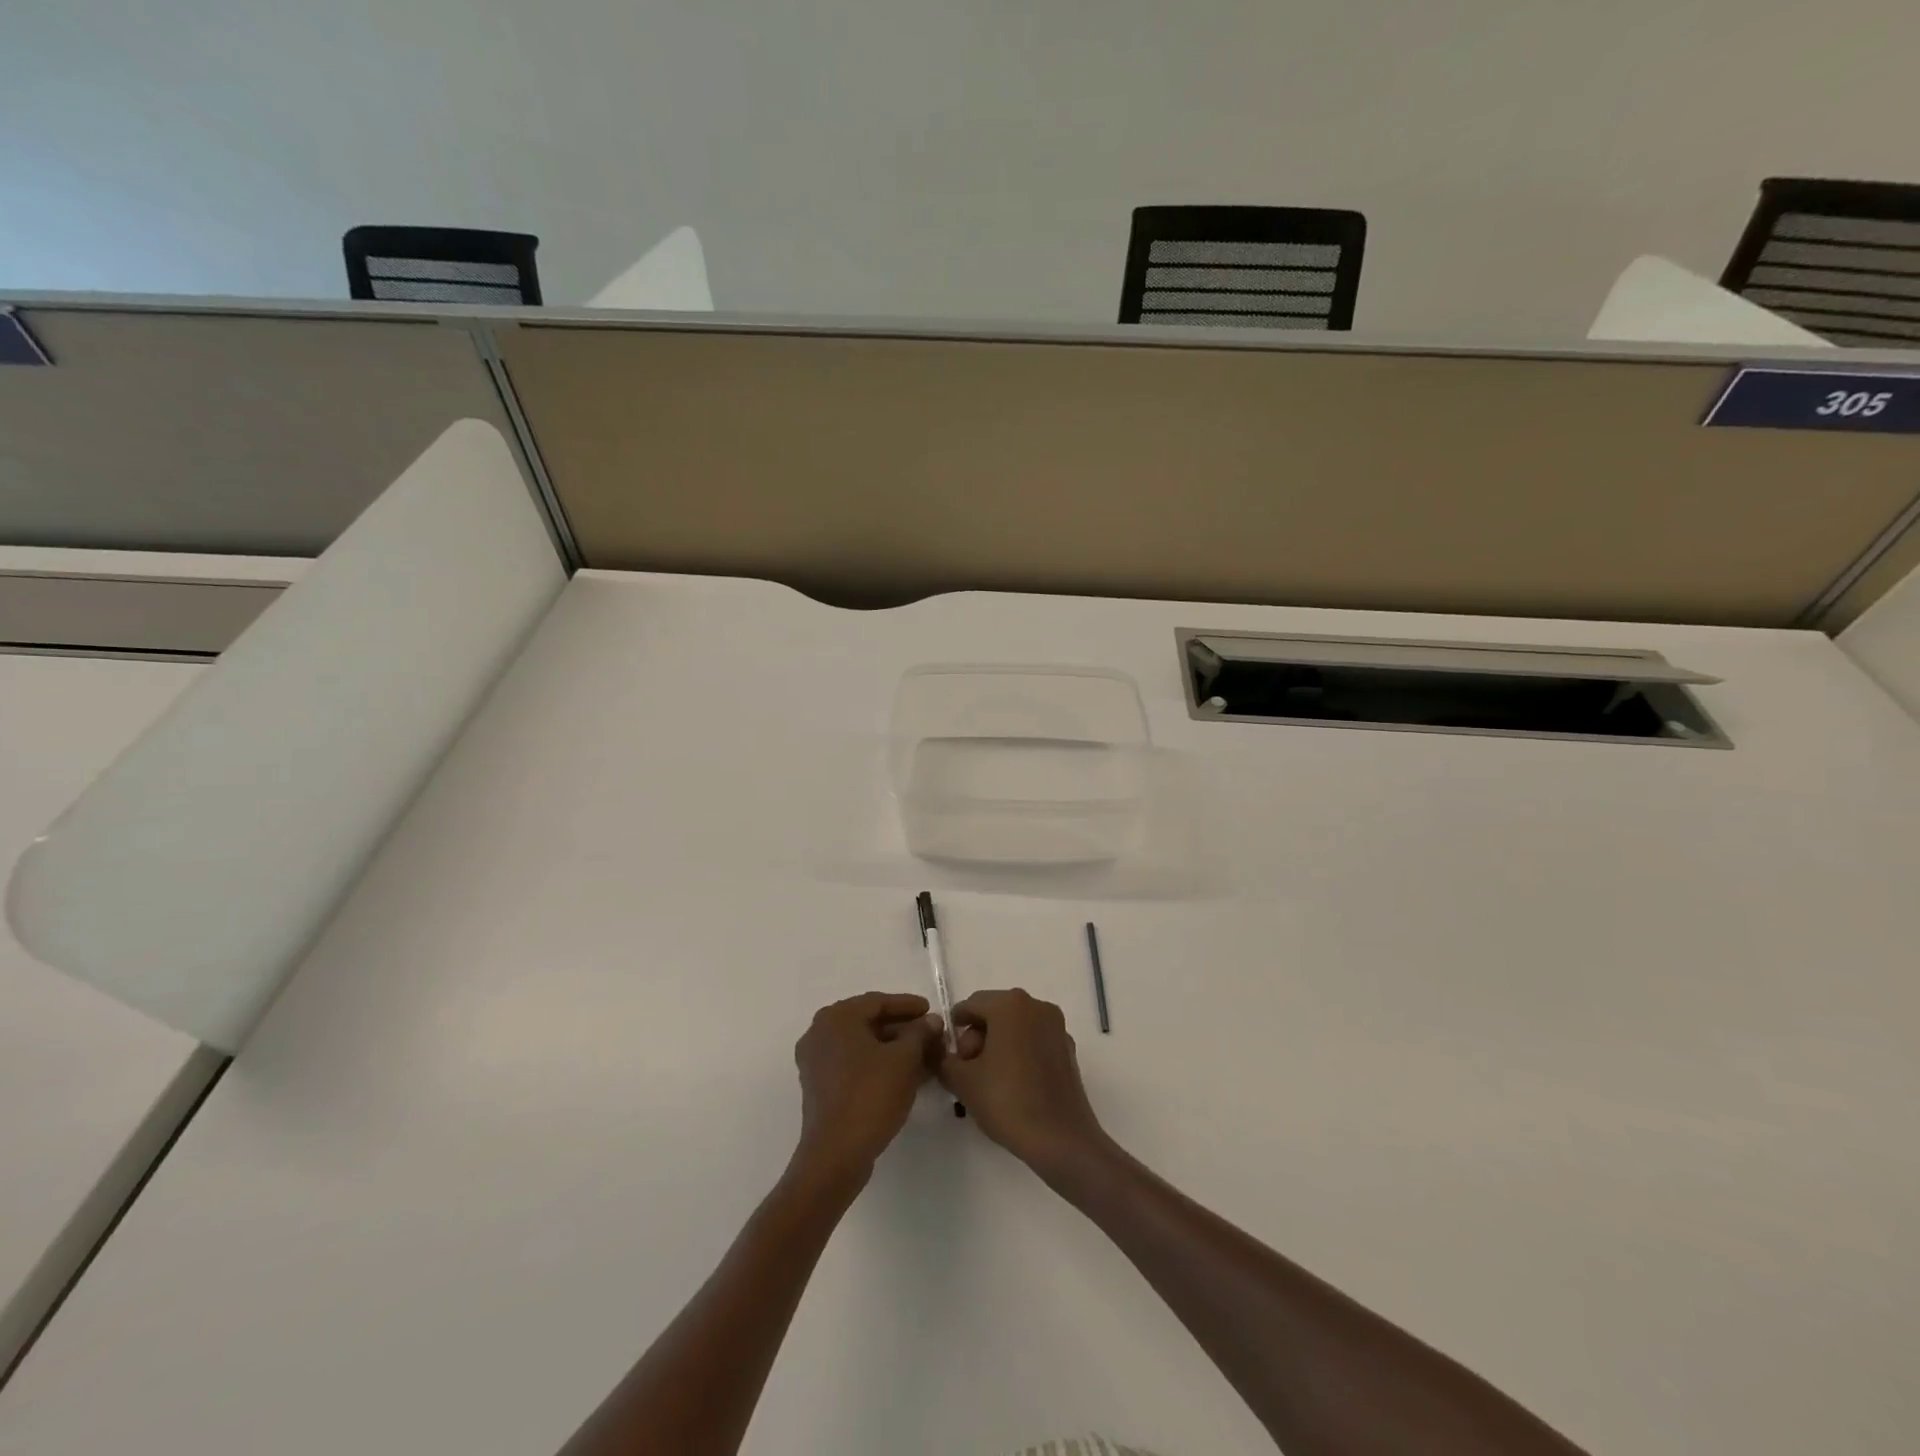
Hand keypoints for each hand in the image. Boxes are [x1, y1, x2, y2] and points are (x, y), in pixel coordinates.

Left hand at [792, 992, 941, 1183]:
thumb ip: (920, 1033)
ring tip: (922, 1055)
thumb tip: (931, 1021)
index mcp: (836, 1018)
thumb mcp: (905, 1059)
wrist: (836, 1154)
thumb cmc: (870, 1096)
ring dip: (892, 1047)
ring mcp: (816, 1061)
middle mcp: (820, 1033)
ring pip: (861, 1044)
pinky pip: (852, 1063)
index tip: (932, 1010)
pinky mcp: (819, 1086)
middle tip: (929, 1033)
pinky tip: (903, 1074)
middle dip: (902, 1028)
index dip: (908, 1005)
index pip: (877, 1002)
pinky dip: (877, 1063)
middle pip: (868, 1022)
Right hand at [936, 989, 1110, 1174]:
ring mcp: (1056, 1027)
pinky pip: (1034, 1041)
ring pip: (1016, 1027)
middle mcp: (1036, 1006)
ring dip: (998, 1046)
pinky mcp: (1067, 1049)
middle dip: (977, 1038)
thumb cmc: (1007, 1101)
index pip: (971, 1005)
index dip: (955, 1028)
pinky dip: (1019, 1053)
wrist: (1060, 1139)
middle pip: (995, 1013)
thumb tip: (944, 1053)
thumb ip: (944, 1059)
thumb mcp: (962, 1081)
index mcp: (1010, 1004)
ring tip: (988, 1081)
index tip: (949, 1056)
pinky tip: (1013, 1085)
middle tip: (967, 1072)